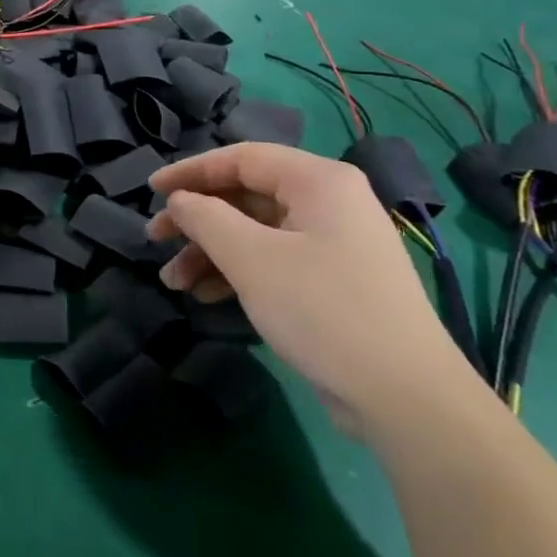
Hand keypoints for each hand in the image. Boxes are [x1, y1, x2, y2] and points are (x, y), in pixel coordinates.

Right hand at [146, 143, 468, 436]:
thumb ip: (206, 219)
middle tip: (156, 239)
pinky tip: (207, 296)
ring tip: (174, 282)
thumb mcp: (252, 259)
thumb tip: (180, 201)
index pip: (242, 158)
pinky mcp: (333, 282)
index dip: (191, 171)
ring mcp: (333, 244)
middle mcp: (329, 203)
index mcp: (318, 181)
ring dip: (211, 252)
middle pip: (246, 196)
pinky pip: (274, 261)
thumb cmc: (323, 310)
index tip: (151, 190)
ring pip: (256, 233)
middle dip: (198, 220)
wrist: (405, 398)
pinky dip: (238, 273)